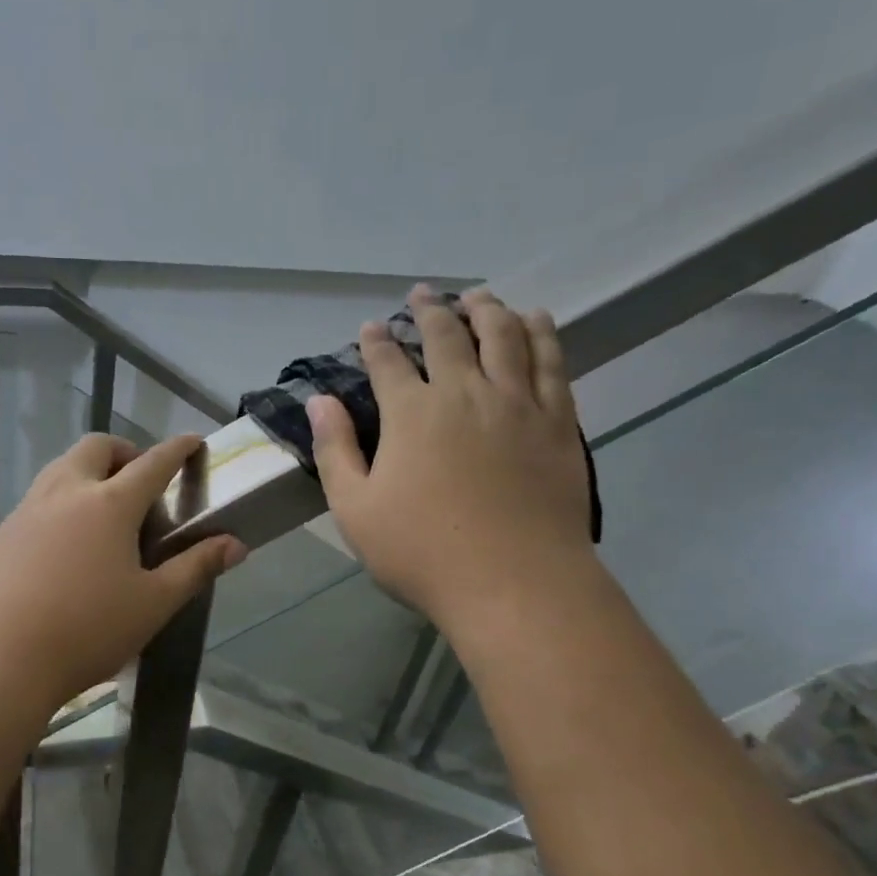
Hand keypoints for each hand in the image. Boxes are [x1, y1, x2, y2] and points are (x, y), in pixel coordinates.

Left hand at [0, 433, 246, 713]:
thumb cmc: (86, 631)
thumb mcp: (153, 604)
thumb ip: (195, 568)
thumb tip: (236, 544)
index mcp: (110, 504)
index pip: (153, 463)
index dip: (178, 450)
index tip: (193, 441)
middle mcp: (65, 494)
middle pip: (97, 448)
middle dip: (125, 453)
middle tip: (140, 484)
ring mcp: (25, 512)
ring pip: (60, 470)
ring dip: (87, 475)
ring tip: (102, 515)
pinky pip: (35, 503)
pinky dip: (59, 506)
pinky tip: (61, 551)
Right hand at [309, 284, 595, 634]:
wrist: (515, 583)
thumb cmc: (423, 552)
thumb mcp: (355, 509)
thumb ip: (336, 450)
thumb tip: (319, 401)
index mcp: (411, 414)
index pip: (388, 362)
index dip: (377, 341)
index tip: (371, 326)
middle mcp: (464, 393)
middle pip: (447, 336)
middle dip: (430, 310)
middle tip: (422, 292)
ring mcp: (517, 403)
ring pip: (503, 336)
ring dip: (487, 309)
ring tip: (478, 295)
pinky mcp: (557, 422)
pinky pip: (551, 362)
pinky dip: (541, 333)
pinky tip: (534, 320)